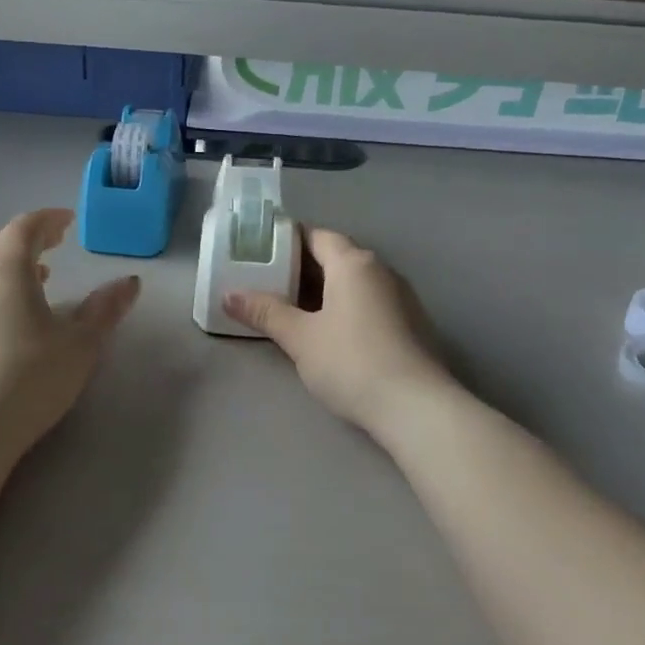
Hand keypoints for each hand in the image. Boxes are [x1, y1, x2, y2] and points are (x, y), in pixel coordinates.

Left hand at [0, 209, 140, 460]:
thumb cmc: (31, 378)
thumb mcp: (81, 344)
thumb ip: (105, 308)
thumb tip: (130, 281)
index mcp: (6, 271)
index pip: (24, 228)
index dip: (47, 219)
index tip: (68, 222)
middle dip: (23, 240)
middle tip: (50, 247)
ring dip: (2, 270)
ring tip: (31, 286)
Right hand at [225, 227, 453, 433]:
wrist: (415, 408)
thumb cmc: (351, 362)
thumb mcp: (300, 338)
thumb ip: (265, 312)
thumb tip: (228, 295)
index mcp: (354, 263)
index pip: (317, 236)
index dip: (287, 242)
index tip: (260, 255)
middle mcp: (381, 270)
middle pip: (336, 257)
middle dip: (303, 268)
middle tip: (268, 284)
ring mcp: (401, 297)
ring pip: (354, 282)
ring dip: (325, 290)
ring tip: (293, 310)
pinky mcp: (411, 324)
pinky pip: (370, 302)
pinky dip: (346, 308)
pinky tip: (329, 333)